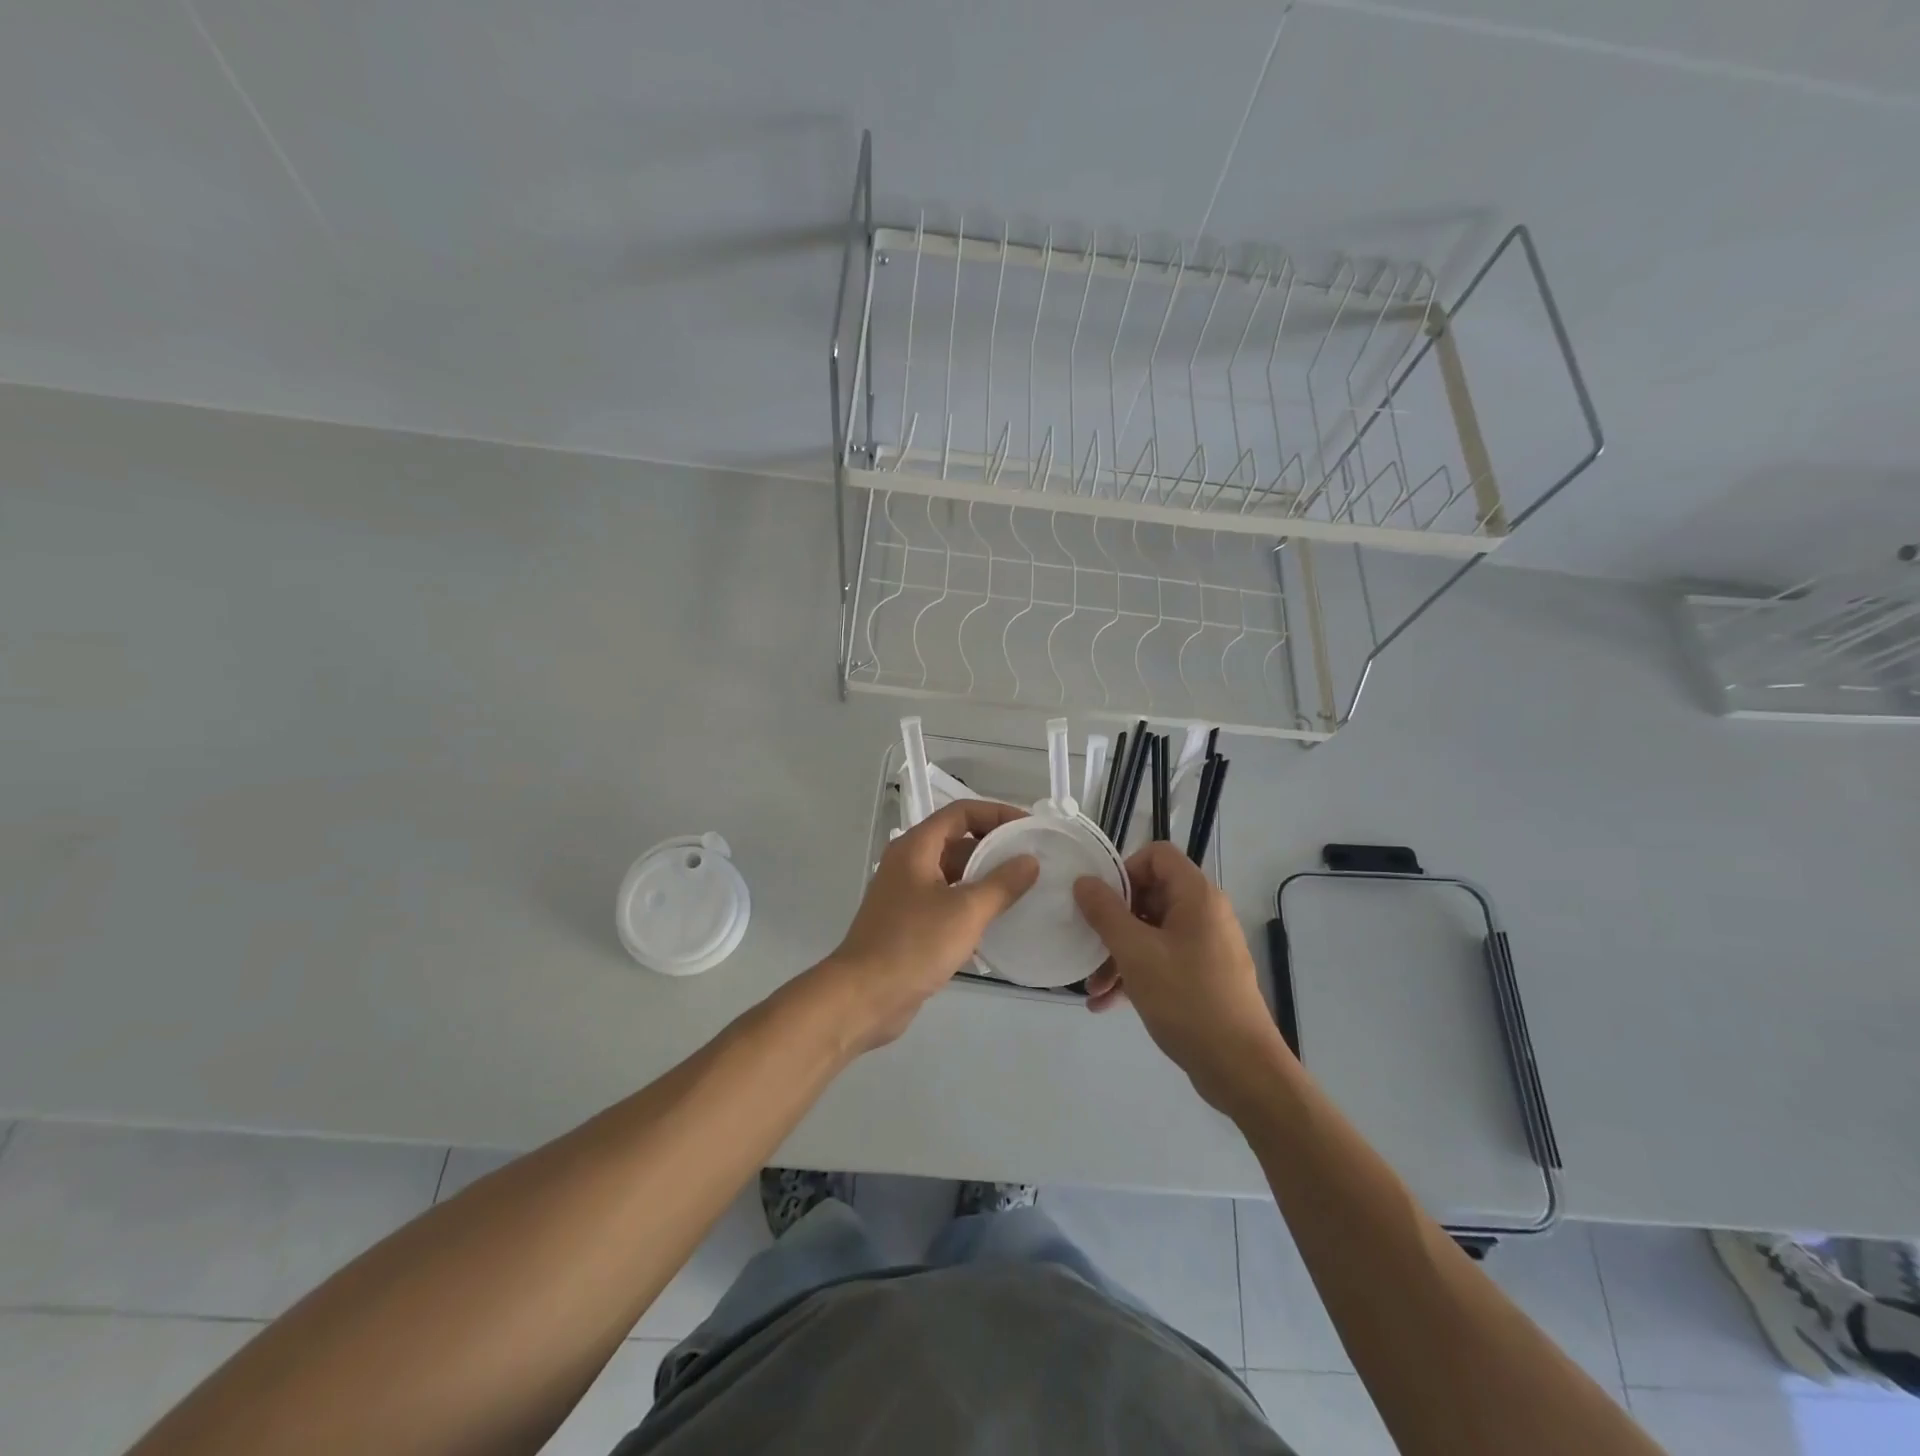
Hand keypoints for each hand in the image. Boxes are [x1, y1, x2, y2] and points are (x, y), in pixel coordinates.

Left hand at [818, 800, 1038, 1050]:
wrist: (864, 996)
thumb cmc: (914, 945)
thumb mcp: (966, 911)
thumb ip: (1002, 884)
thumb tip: (1030, 861)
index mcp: (916, 847)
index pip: (961, 812)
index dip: (997, 814)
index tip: (1029, 828)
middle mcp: (909, 863)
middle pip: (957, 840)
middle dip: (995, 847)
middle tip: (1033, 861)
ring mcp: (907, 894)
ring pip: (953, 873)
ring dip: (985, 877)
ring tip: (1024, 889)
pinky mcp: (909, 923)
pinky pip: (947, 901)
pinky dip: (972, 904)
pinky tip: (999, 921)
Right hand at [1073, 842, 1291, 1113]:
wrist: (1241, 1068)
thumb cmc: (1187, 1000)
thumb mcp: (1135, 953)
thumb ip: (1105, 913)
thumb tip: (1084, 881)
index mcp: (1196, 896)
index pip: (1157, 855)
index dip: (1124, 870)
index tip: (1100, 901)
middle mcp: (1204, 913)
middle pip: (1150, 895)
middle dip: (1113, 922)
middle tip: (1088, 946)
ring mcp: (1205, 946)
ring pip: (1151, 932)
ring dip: (1118, 954)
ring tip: (1093, 987)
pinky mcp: (1203, 975)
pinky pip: (1162, 960)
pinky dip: (1136, 974)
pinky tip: (1107, 1003)